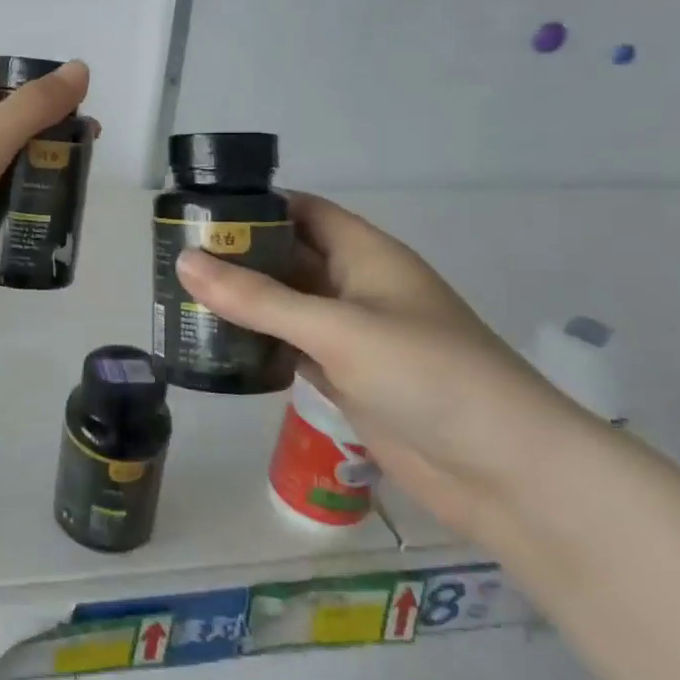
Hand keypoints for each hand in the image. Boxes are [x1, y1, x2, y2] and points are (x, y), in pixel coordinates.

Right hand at [176, 193, 589, 541]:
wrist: (507, 474)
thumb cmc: (429, 375)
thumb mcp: (337, 328)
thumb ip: (258, 298)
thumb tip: (184, 262)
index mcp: (366, 256)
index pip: (303, 211)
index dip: (255, 205)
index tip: (197, 211)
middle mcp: (357, 288)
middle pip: (288, 258)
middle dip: (237, 256)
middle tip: (172, 259)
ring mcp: (353, 337)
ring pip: (286, 307)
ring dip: (243, 303)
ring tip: (180, 300)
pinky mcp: (347, 380)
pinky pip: (292, 349)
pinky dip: (258, 345)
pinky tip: (216, 348)